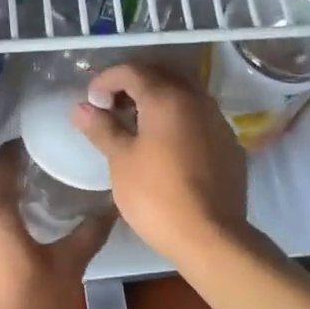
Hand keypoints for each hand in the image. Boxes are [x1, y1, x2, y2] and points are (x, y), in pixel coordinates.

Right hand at [72, 63, 251, 268]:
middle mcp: (196, 99)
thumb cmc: (157, 196)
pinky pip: (199, 116)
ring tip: (136, 124)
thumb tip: (80, 108)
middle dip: (132, 85)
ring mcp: (217, 120)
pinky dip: (178, 118)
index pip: (131, 71)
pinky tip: (166, 144)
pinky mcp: (229, 143)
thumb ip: (102, 128)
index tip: (91, 102)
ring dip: (157, 99)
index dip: (106, 80)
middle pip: (160, 75)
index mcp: (166, 97)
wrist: (211, 237)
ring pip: (183, 93)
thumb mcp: (121, 161)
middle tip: (111, 107)